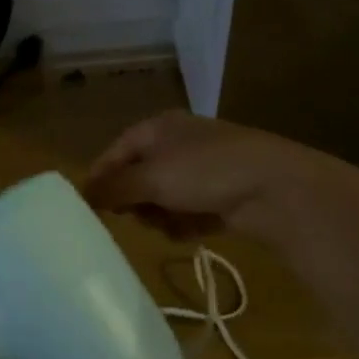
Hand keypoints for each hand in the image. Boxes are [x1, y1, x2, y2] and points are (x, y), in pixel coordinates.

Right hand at [84, 110, 322, 240]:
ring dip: (161, 216)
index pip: (115, 152)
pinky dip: (186, 224)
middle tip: (138, 217)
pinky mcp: (223, 195)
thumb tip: (81, 195)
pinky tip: (193, 231)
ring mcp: (203, 170)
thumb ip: (113, 188)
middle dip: (136, 202)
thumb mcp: (150, 178)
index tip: (92, 208)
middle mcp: (178, 144)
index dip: (101, 179)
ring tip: (172, 225)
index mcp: (158, 128)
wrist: (277, 189)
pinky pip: (188, 213)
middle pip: (138, 178)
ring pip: (163, 199)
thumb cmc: (204, 172)